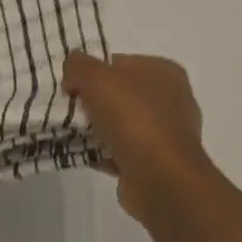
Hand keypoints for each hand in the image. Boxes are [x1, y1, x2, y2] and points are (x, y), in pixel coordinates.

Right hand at [63, 52, 208, 223]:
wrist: (160, 178)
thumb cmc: (133, 117)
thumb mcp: (97, 78)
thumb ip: (79, 65)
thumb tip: (72, 68)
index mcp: (164, 72)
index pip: (121, 63)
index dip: (93, 71)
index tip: (71, 85)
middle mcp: (171, 100)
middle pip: (121, 94)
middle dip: (94, 102)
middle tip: (69, 110)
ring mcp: (167, 134)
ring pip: (122, 125)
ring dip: (98, 130)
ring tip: (70, 133)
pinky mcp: (158, 164)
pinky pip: (123, 152)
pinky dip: (103, 153)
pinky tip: (82, 155)